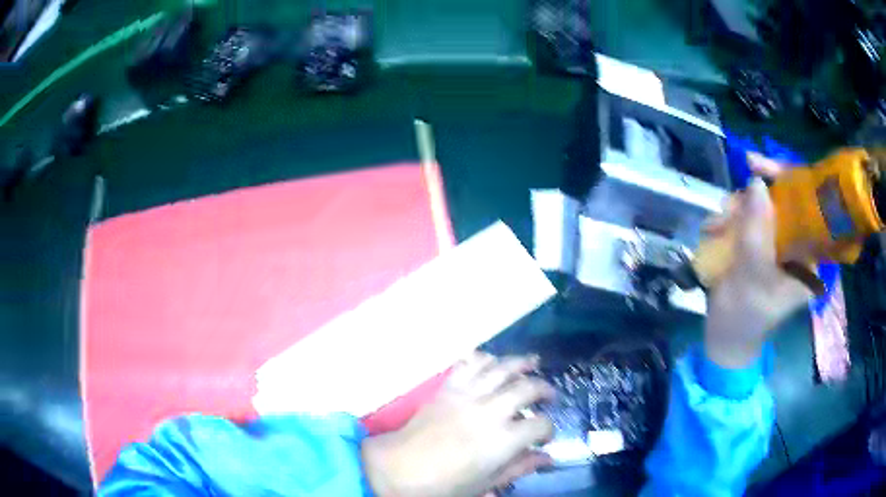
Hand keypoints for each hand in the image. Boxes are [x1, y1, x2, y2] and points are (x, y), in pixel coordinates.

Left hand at [362, 353, 554, 496]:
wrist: (399, 469)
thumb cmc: (444, 484)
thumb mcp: (486, 483)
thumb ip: (519, 467)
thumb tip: (547, 458)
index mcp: (501, 440)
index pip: (540, 425)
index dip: (548, 430)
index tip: (545, 436)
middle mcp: (488, 411)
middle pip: (527, 388)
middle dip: (544, 390)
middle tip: (549, 397)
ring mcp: (466, 395)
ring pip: (501, 368)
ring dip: (521, 363)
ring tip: (533, 363)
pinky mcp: (447, 388)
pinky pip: (469, 364)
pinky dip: (485, 359)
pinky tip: (494, 362)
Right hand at [703, 153, 813, 367]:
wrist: (724, 339)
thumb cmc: (744, 319)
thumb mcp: (752, 279)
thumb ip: (756, 233)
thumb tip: (756, 182)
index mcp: (809, 257)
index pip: (806, 204)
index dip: (785, 178)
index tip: (755, 164)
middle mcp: (797, 244)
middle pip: (780, 200)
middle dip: (751, 199)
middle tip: (728, 207)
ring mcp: (777, 242)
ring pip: (759, 206)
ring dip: (735, 210)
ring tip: (715, 227)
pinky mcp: (760, 243)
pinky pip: (746, 216)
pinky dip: (728, 218)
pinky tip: (714, 230)